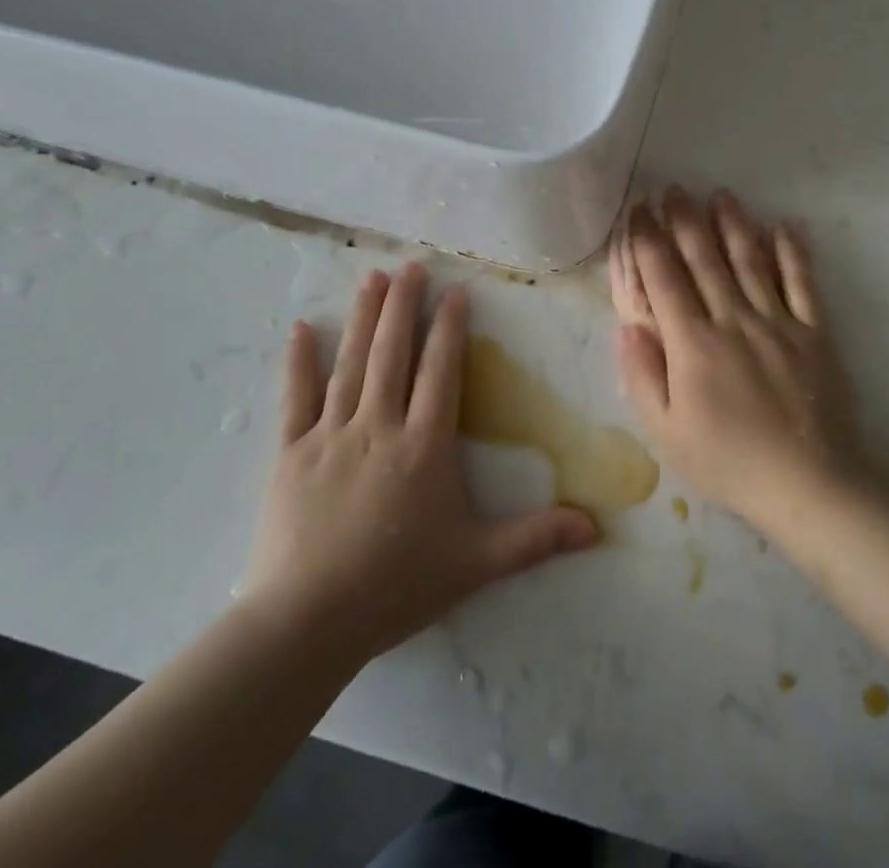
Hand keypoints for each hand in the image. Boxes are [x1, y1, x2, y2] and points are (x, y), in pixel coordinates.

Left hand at [241, 264, 598, 663]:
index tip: (455, 291)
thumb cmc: (397, 586)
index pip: (441, 370)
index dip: (450, 328)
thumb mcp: (477, 563)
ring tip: (372, 278)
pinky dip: (298, 362)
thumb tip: (598, 526)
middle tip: (411, 264)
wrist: (307, 624)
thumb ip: (536, 538)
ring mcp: (330, 435)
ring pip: (351, 363)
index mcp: (425, 444)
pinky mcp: (290, 454)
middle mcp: (379, 426)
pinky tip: (302, 328)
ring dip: (364, 318)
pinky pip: (295, 398)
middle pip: (394, 352)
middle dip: (405, 305)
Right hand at [611, 188, 855, 524]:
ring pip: (751, 260)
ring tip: (721, 195)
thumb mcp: (665, 433)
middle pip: (705, 258)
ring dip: (734, 224)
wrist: (806, 485)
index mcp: (692, 342)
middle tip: (674, 188)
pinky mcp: (814, 332)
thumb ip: (641, 376)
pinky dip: (794, 252)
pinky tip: (785, 226)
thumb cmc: (727, 462)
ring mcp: (778, 321)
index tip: (639, 211)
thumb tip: (625, 325)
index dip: (648, 241)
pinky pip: (803, 282)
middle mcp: (733, 318)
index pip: (664, 278)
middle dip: (685, 220)